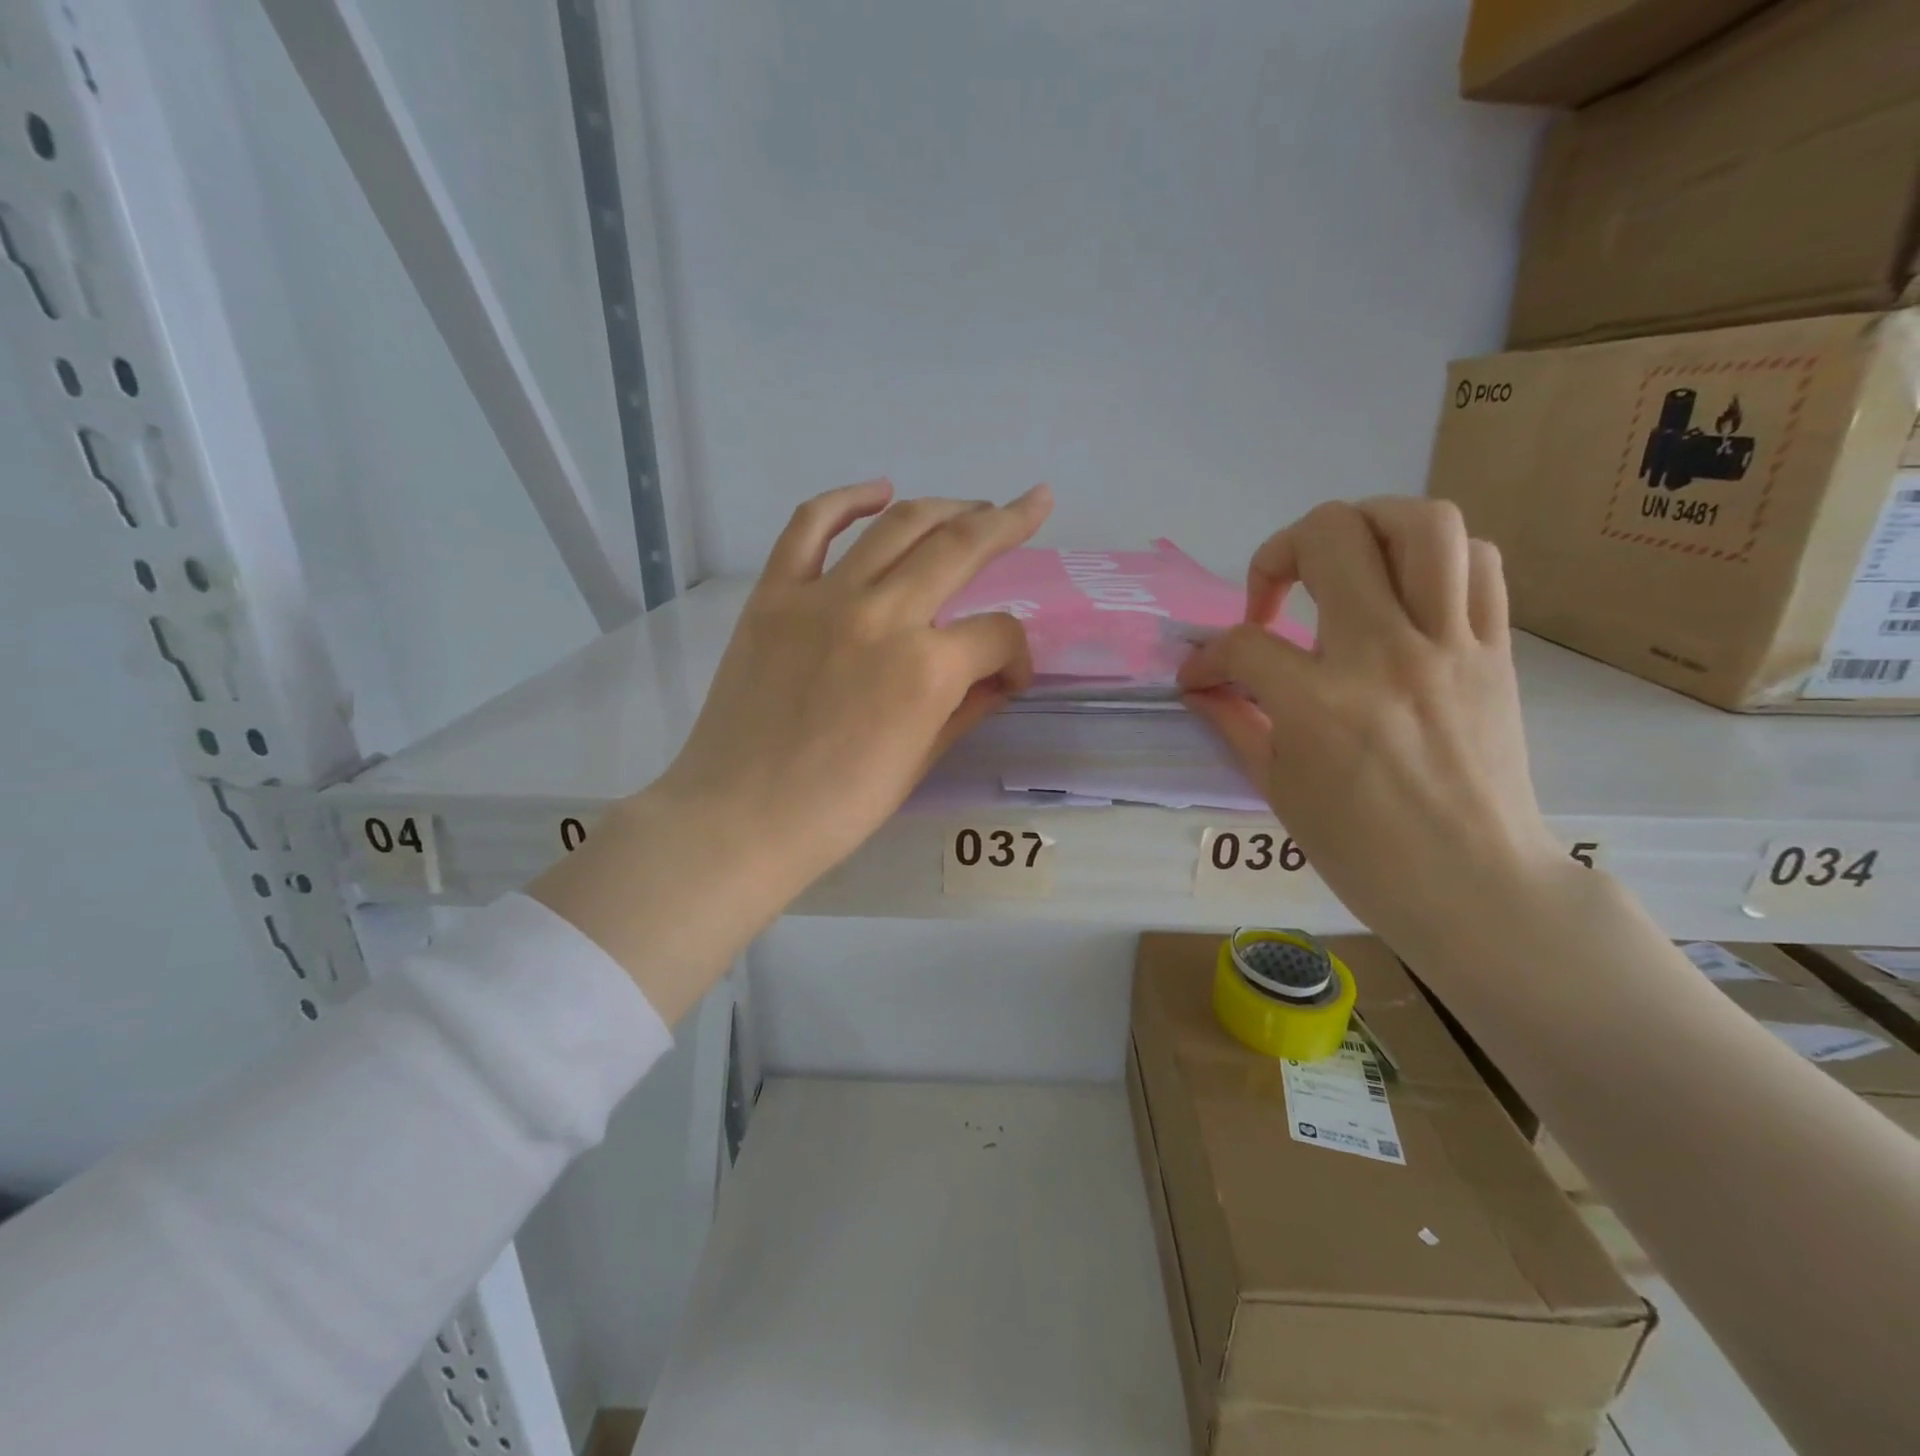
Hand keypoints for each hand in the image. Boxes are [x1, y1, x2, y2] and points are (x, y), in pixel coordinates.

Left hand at [656, 478, 1051, 894]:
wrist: (740, 820)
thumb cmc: (838, 809)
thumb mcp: (921, 762)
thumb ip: (967, 705)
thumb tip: (997, 673)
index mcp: (928, 669)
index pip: (996, 634)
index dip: (1017, 654)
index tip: (1009, 677)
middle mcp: (883, 615)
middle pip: (961, 547)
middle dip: (1008, 523)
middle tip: (1033, 506)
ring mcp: (823, 598)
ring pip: (898, 526)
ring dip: (947, 506)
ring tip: (973, 505)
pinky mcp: (774, 595)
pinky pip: (810, 526)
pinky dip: (847, 500)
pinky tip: (879, 491)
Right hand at [1179, 498, 1566, 951]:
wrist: (1475, 886)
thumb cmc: (1362, 850)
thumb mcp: (1277, 788)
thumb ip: (1234, 720)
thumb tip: (1199, 684)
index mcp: (1320, 705)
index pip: (1242, 644)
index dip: (1205, 657)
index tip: (1200, 677)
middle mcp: (1386, 656)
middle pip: (1331, 537)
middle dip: (1277, 553)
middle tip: (1270, 599)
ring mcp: (1451, 646)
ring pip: (1419, 523)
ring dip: (1364, 525)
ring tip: (1341, 564)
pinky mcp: (1496, 650)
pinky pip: (1479, 562)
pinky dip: (1434, 557)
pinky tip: (1404, 591)